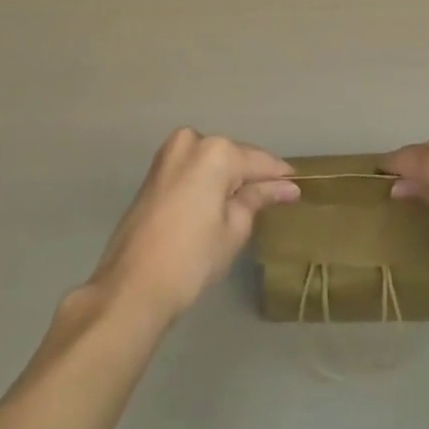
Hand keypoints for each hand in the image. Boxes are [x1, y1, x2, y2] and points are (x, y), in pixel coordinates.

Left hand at [87, 128, 298, 326]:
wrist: (131, 287)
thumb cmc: (191, 259)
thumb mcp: (233, 229)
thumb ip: (259, 199)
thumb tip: (285, 187)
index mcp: (215, 151)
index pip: (258, 161)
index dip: (279, 176)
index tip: (298, 185)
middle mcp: (191, 141)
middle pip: (233, 157)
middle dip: (251, 176)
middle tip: (273, 199)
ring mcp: (169, 153)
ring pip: (211, 162)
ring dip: (228, 179)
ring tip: (248, 204)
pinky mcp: (155, 171)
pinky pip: (193, 169)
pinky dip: (207, 182)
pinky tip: (218, 203)